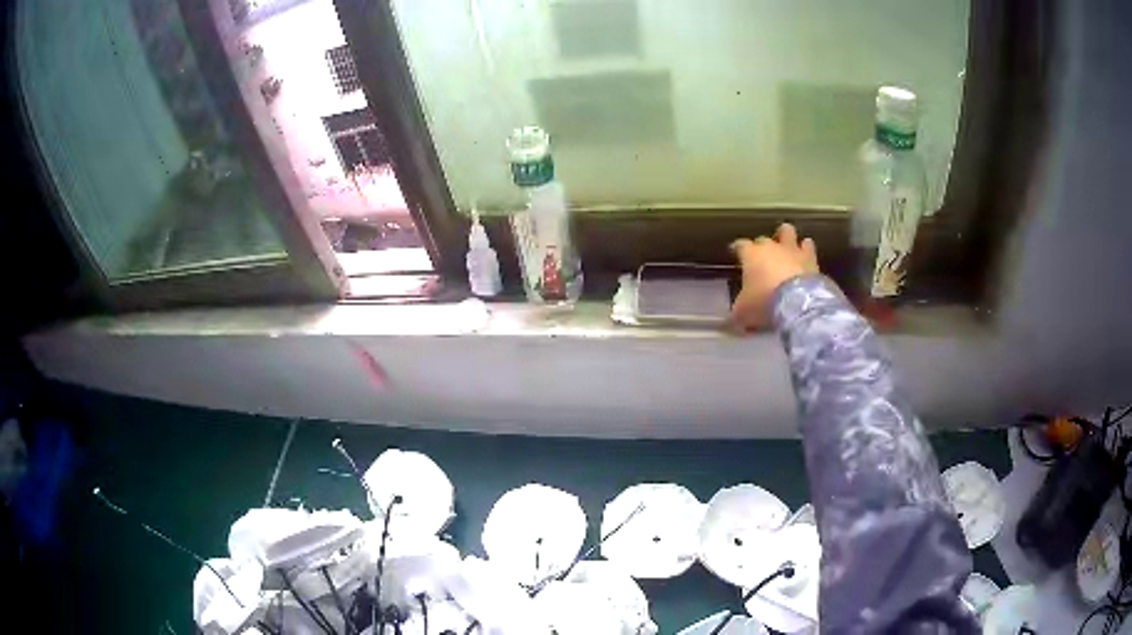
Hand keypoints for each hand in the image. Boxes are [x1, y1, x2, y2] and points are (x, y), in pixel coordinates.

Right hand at [729, 223, 819, 332]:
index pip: (740, 245)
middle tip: (762, 257)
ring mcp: (792, 250)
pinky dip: (806, 250)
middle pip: (763, 238)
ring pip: (787, 231)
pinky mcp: (810, 258)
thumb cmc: (764, 302)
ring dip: (786, 237)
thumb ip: (737, 312)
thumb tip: (732, 321)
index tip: (735, 251)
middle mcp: (771, 247)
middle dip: (761, 245)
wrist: (798, 302)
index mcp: (751, 255)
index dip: (737, 248)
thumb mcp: (743, 312)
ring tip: (787, 246)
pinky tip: (806, 257)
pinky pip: (808, 247)